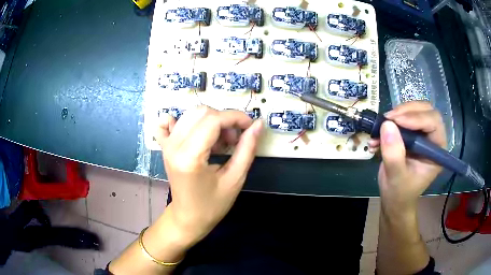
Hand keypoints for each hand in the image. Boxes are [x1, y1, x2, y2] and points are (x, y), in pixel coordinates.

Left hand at [154, 106, 262, 246]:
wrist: (188, 217)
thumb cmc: (213, 204)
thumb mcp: (235, 179)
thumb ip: (247, 149)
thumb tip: (258, 124)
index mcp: (190, 157)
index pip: (213, 119)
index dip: (235, 118)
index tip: (250, 127)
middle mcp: (174, 146)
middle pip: (201, 112)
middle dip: (224, 120)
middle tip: (234, 140)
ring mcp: (166, 145)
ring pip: (190, 114)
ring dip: (210, 121)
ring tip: (219, 142)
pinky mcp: (164, 146)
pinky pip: (166, 123)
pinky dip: (180, 121)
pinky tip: (192, 131)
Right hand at [369, 102, 445, 215]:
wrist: (393, 199)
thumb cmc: (400, 192)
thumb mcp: (396, 177)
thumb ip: (394, 154)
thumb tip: (387, 124)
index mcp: (437, 150)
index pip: (433, 122)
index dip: (416, 118)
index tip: (396, 121)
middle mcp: (433, 138)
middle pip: (425, 110)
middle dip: (406, 111)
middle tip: (388, 119)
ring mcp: (422, 134)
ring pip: (414, 110)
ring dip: (397, 114)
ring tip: (381, 126)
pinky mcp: (411, 133)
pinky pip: (403, 117)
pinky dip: (390, 121)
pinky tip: (378, 135)